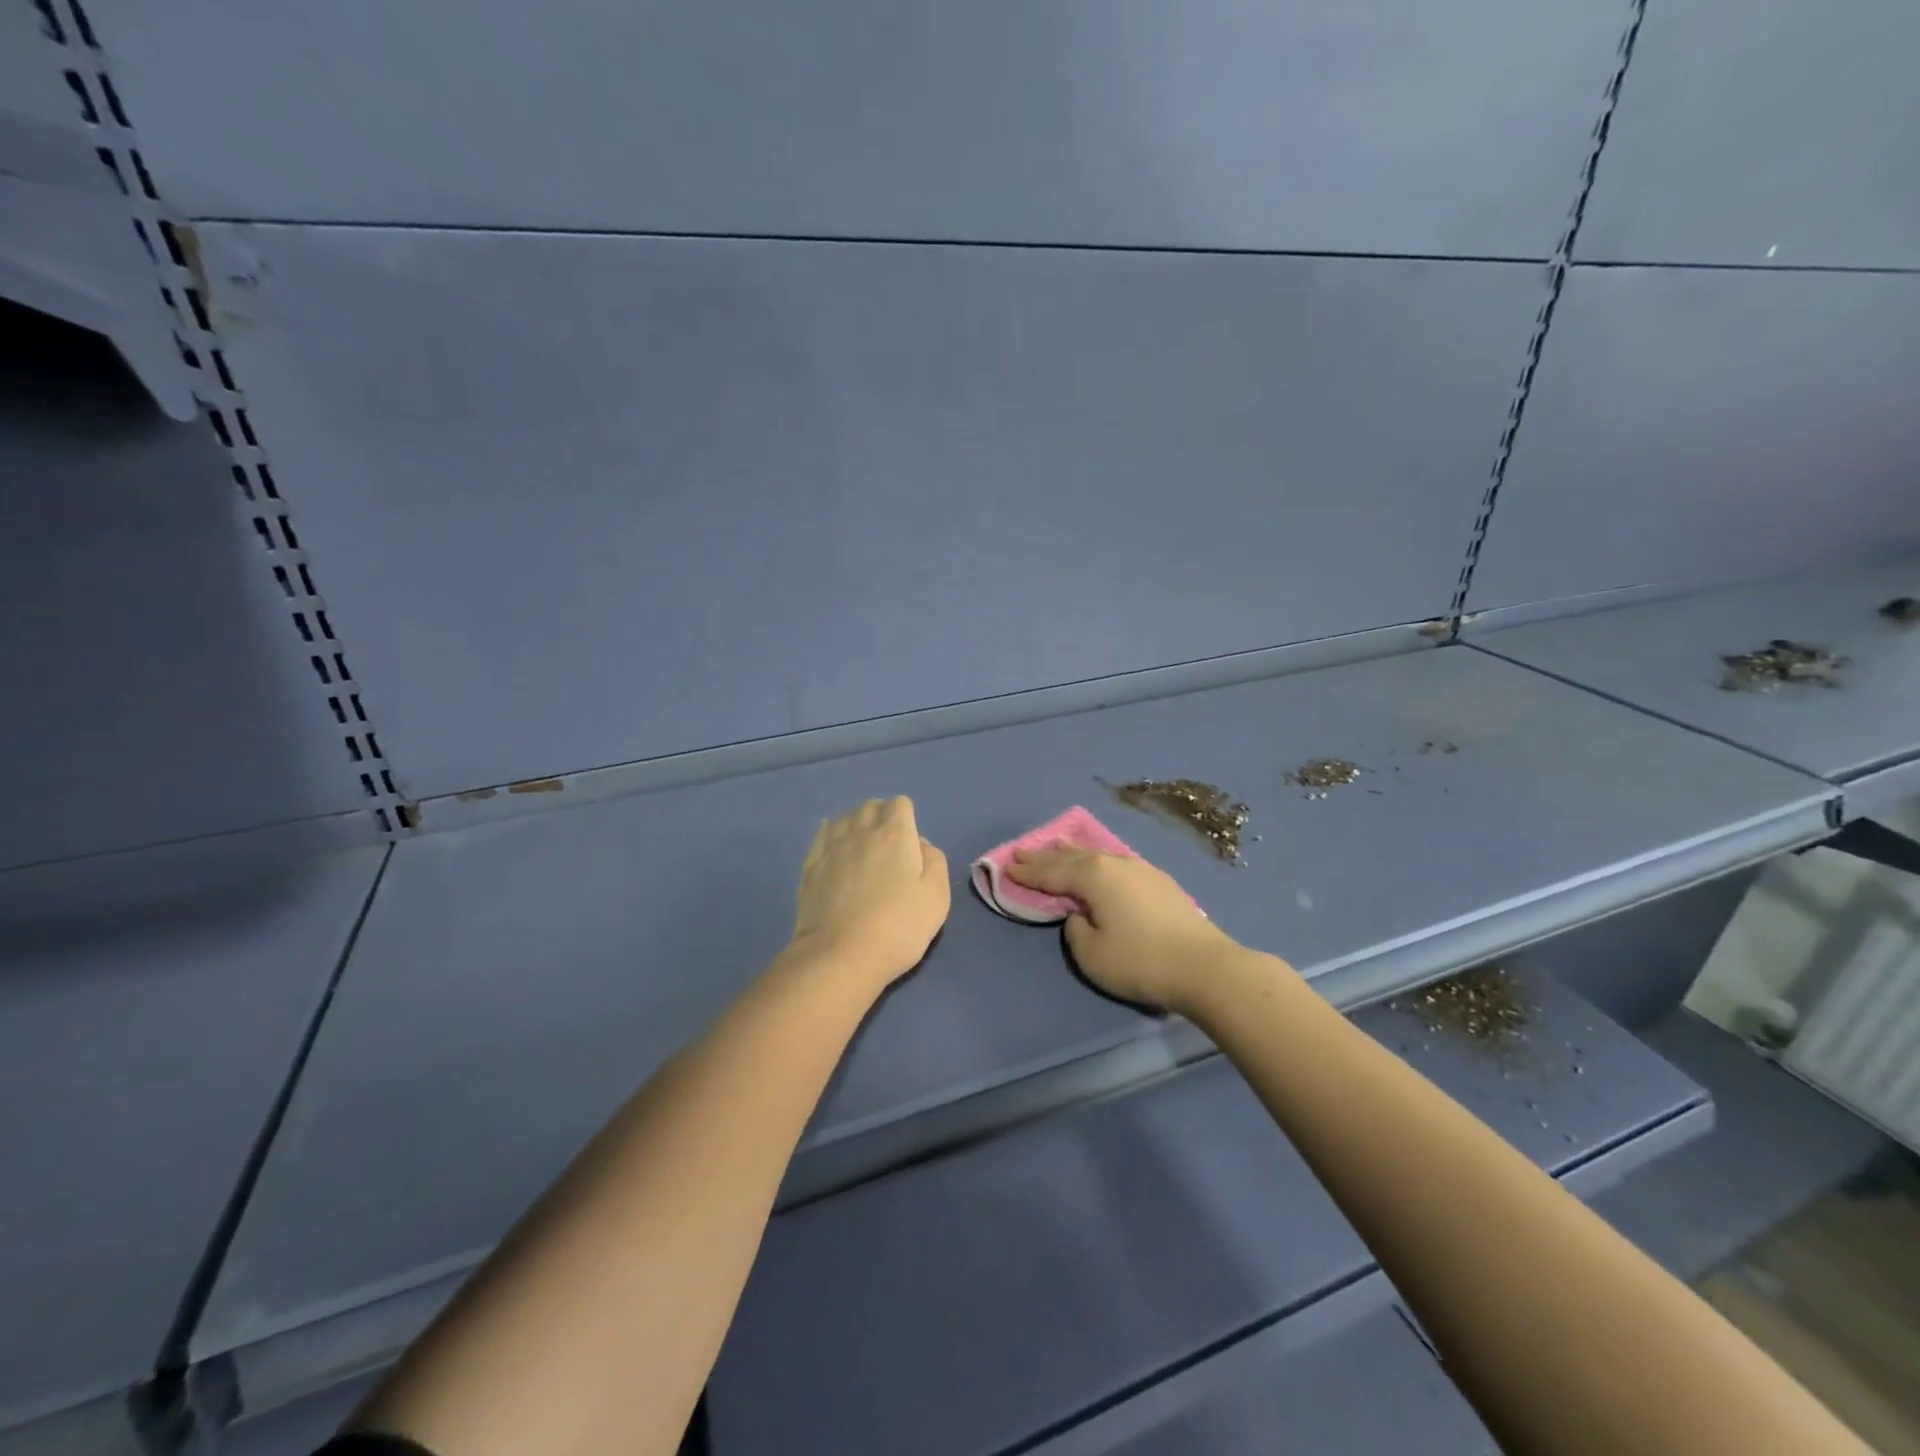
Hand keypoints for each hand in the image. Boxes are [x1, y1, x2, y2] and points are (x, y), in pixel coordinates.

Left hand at [787, 797, 950, 987]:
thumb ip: (935, 862)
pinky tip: (835, 849)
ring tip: (862, 849)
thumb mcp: (937, 898)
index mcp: (895, 835)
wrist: (840, 956)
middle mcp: (861, 831)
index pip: (900, 804)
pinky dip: (831, 835)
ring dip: (856, 825)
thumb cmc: (898, 928)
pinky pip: (822, 835)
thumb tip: (920, 845)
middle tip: (888, 847)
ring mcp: (832, 847)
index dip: (907, 818)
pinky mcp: (810, 866)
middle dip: (881, 817)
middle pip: (871, 806)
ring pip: (844, 817)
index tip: (909, 845)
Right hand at [1006, 848, 1242, 1011]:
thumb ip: (1075, 930)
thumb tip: (1081, 915)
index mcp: (1093, 876)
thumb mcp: (1092, 954)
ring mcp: (1141, 870)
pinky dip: (1097, 863)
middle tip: (1022, 852)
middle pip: (1072, 857)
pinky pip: (1115, 865)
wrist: (1205, 967)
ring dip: (1073, 854)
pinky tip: (1099, 865)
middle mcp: (1115, 864)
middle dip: (1045, 856)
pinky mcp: (1160, 883)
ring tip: (1057, 847)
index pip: (1051, 872)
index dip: (1028, 872)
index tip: (1007, 866)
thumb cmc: (1140, 961)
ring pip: (1097, 856)